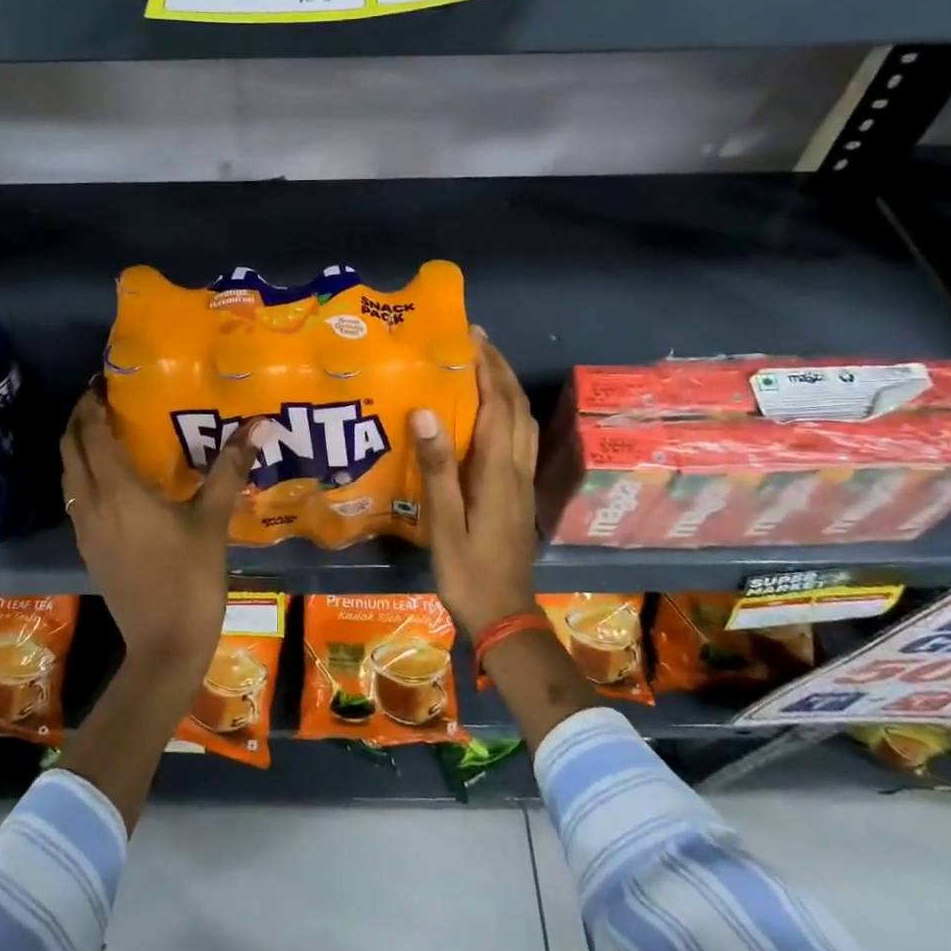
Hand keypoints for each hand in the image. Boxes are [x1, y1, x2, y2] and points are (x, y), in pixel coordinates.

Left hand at [60, 388, 261, 666]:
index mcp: (118, 491)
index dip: (92, 403)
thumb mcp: (213, 521)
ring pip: (69, 475)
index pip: (92, 433)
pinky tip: (111, 478)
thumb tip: (258, 423)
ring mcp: (85, 530)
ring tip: (105, 429)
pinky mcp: (88, 549)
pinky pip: (76, 498)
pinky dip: (83, 474)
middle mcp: (91, 504)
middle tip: (103, 398)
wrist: (165, 647)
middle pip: (70, 449)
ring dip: (78, 446)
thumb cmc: (191, 579)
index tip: (103, 380)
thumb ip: (230, 469)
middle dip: (80, 419)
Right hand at [410, 330, 538, 636]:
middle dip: (499, 368)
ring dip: (507, 387)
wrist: (503, 614)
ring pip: (523, 420)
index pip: (498, 405)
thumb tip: (426, 412)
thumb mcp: (444, 523)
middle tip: (475, 341)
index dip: (486, 367)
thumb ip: (437, 468)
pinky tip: (490, 412)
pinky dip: (508, 411)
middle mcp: (516, 468)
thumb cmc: (467, 571)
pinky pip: (520, 437)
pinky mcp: (519, 491)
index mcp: (497, 471)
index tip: (470, 336)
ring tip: (482, 366)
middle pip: (517, 406)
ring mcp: (522, 480)